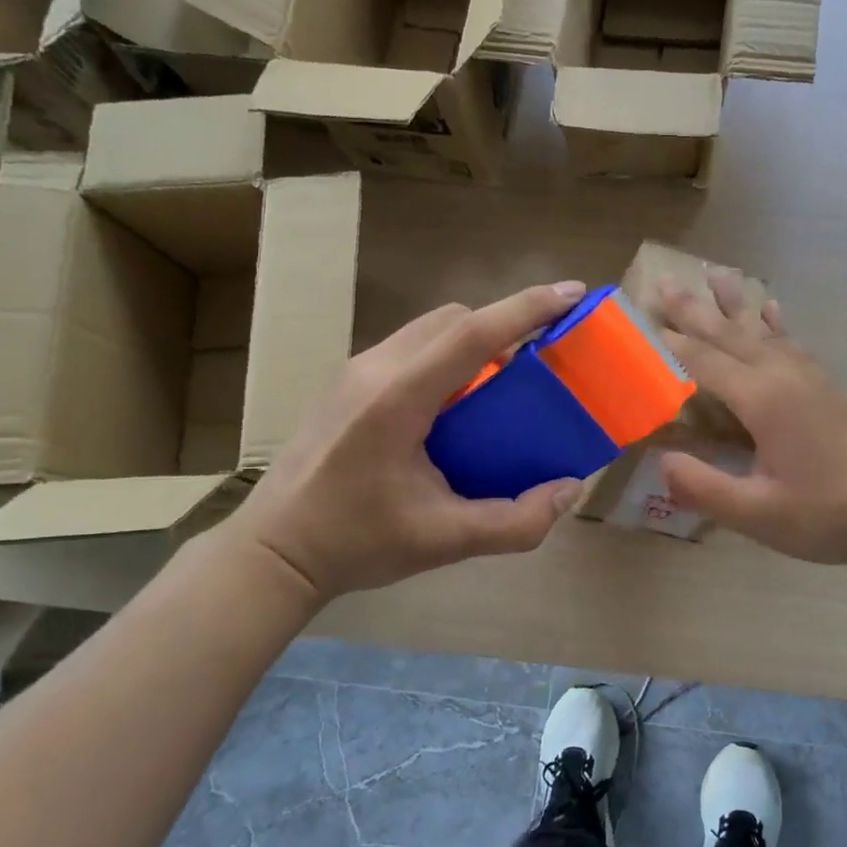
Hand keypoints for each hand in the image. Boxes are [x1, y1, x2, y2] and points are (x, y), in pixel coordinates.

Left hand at [223, 283, 589, 604]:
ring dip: (474, 338)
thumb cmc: (356, 544)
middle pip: (453, 319)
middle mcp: (374, 370)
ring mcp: (354, 372)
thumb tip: (572, 488)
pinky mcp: (345, 383)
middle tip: (542, 357)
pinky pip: (410, 347)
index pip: (473, 334)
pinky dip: (447, 355)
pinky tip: (457, 401)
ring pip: (429, 329)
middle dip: (505, 323)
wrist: (273, 553)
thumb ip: (517, 521)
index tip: (573, 293)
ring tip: (504, 379)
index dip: (528, 308)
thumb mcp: (445, 541)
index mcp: (397, 399)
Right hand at [659, 272, 846, 569]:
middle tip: (663, 283)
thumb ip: (703, 486)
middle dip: (694, 310)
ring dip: (733, 304)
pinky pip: (791, 341)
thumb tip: (660, 460)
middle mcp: (783, 375)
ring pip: (761, 330)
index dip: (670, 344)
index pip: (704, 362)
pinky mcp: (824, 386)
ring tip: (715, 273)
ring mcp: (808, 377)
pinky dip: (774, 322)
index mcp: (762, 399)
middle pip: (729, 335)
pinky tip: (770, 308)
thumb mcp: (754, 512)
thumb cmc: (821, 515)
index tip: (639, 322)